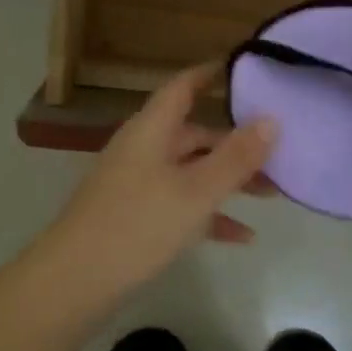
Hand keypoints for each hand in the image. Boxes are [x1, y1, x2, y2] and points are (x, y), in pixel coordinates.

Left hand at [35, 64, 278, 298]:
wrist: (74, 281)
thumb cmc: (137, 225)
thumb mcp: (196, 191)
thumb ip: (235, 157)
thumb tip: (272, 119)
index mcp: (151, 130)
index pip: (183, 87)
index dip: (211, 74)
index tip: (245, 69)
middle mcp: (143, 149)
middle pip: (194, 134)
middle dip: (236, 143)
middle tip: (278, 151)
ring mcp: (137, 183)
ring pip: (191, 171)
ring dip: (228, 180)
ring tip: (271, 194)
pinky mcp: (135, 216)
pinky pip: (180, 205)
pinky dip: (209, 214)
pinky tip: (243, 236)